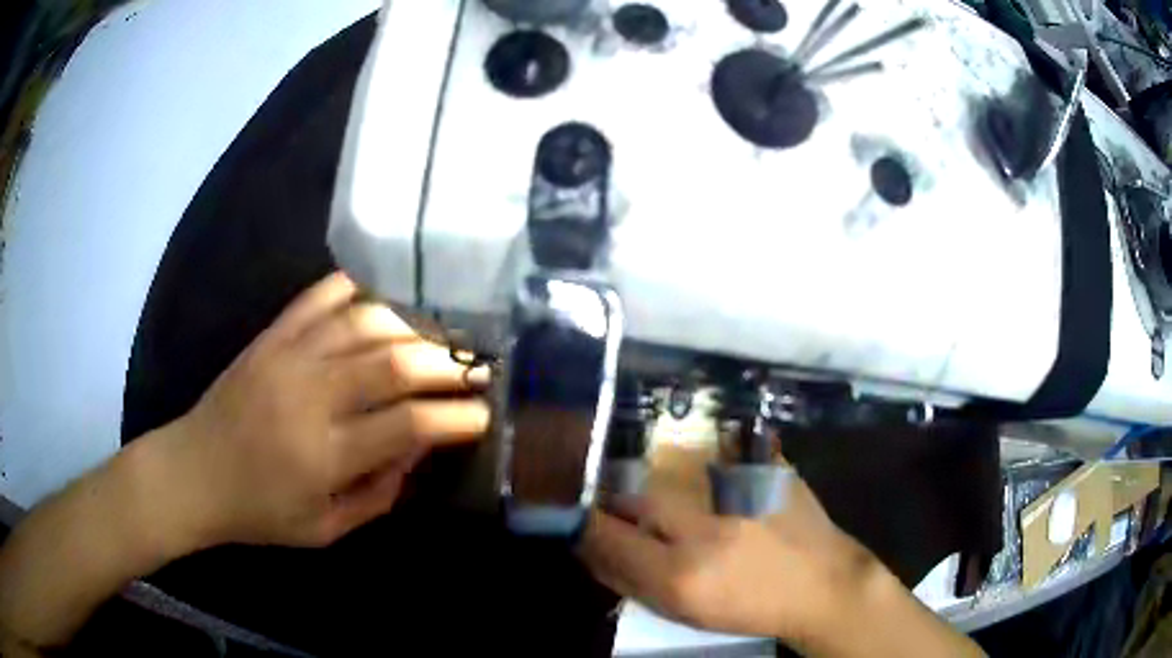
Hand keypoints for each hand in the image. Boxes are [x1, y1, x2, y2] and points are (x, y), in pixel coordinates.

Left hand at [162, 272, 488, 548]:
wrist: (193, 472)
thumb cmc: (258, 512)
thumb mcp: (324, 529)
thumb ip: (377, 494)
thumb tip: (417, 450)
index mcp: (324, 454)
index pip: (407, 424)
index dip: (455, 417)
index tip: (483, 416)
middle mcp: (310, 395)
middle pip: (393, 361)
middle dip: (446, 363)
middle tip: (475, 369)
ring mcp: (287, 356)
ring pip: (364, 321)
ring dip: (411, 326)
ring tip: (437, 339)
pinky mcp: (270, 336)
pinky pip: (320, 296)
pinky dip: (357, 291)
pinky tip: (382, 302)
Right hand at [578, 475, 889, 648]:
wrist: (823, 583)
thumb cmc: (750, 607)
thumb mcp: (685, 611)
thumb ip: (632, 581)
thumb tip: (592, 549)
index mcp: (680, 575)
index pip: (604, 537)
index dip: (582, 525)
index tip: (577, 521)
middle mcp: (703, 529)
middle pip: (630, 496)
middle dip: (613, 500)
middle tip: (614, 506)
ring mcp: (736, 491)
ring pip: (665, 472)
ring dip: (649, 482)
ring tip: (661, 496)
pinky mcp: (763, 468)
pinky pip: (711, 453)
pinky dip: (693, 463)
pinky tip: (701, 476)